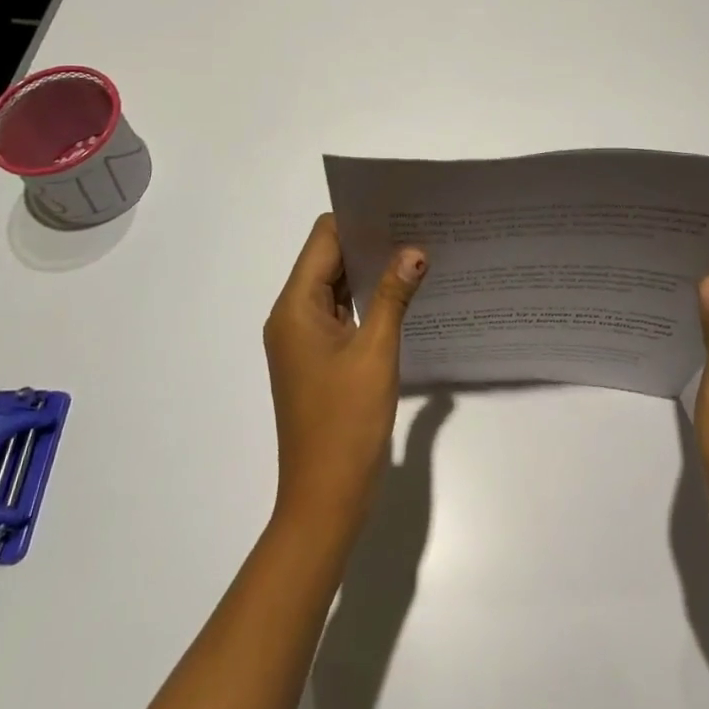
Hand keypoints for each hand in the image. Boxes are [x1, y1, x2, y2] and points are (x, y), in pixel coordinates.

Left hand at [263, 214, 427, 534]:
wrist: (324, 500)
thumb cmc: (345, 422)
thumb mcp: (376, 352)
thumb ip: (394, 295)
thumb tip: (414, 250)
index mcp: (295, 307)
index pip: (323, 239)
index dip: (357, 220)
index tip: (397, 208)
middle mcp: (292, 316)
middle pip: (328, 260)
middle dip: (369, 243)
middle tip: (416, 227)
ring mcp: (303, 339)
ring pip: (336, 287)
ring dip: (370, 272)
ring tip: (416, 253)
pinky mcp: (318, 359)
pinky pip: (341, 313)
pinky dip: (367, 300)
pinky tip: (403, 294)